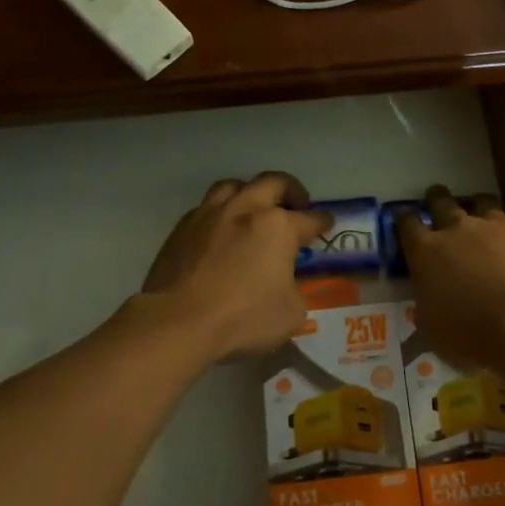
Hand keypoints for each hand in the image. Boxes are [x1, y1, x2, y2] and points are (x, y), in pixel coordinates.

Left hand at [140, 173, 331, 362]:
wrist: (178, 322)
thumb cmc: (243, 318)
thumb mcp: (290, 313)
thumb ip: (294, 289)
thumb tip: (285, 284)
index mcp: (278, 226)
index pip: (310, 218)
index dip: (322, 221)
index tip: (326, 223)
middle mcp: (246, 209)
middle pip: (274, 183)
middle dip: (291, 190)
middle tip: (296, 204)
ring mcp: (210, 214)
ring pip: (234, 185)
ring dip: (250, 192)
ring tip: (254, 208)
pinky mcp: (182, 227)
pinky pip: (207, 207)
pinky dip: (220, 213)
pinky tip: (221, 230)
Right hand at [394, 184, 504, 369]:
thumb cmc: (472, 337)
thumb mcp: (432, 331)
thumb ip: (427, 306)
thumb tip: (429, 300)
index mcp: (427, 253)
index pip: (408, 225)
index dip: (405, 219)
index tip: (406, 217)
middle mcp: (458, 229)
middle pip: (442, 202)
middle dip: (437, 199)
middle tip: (437, 199)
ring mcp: (497, 222)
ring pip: (483, 202)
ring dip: (479, 208)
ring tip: (483, 214)